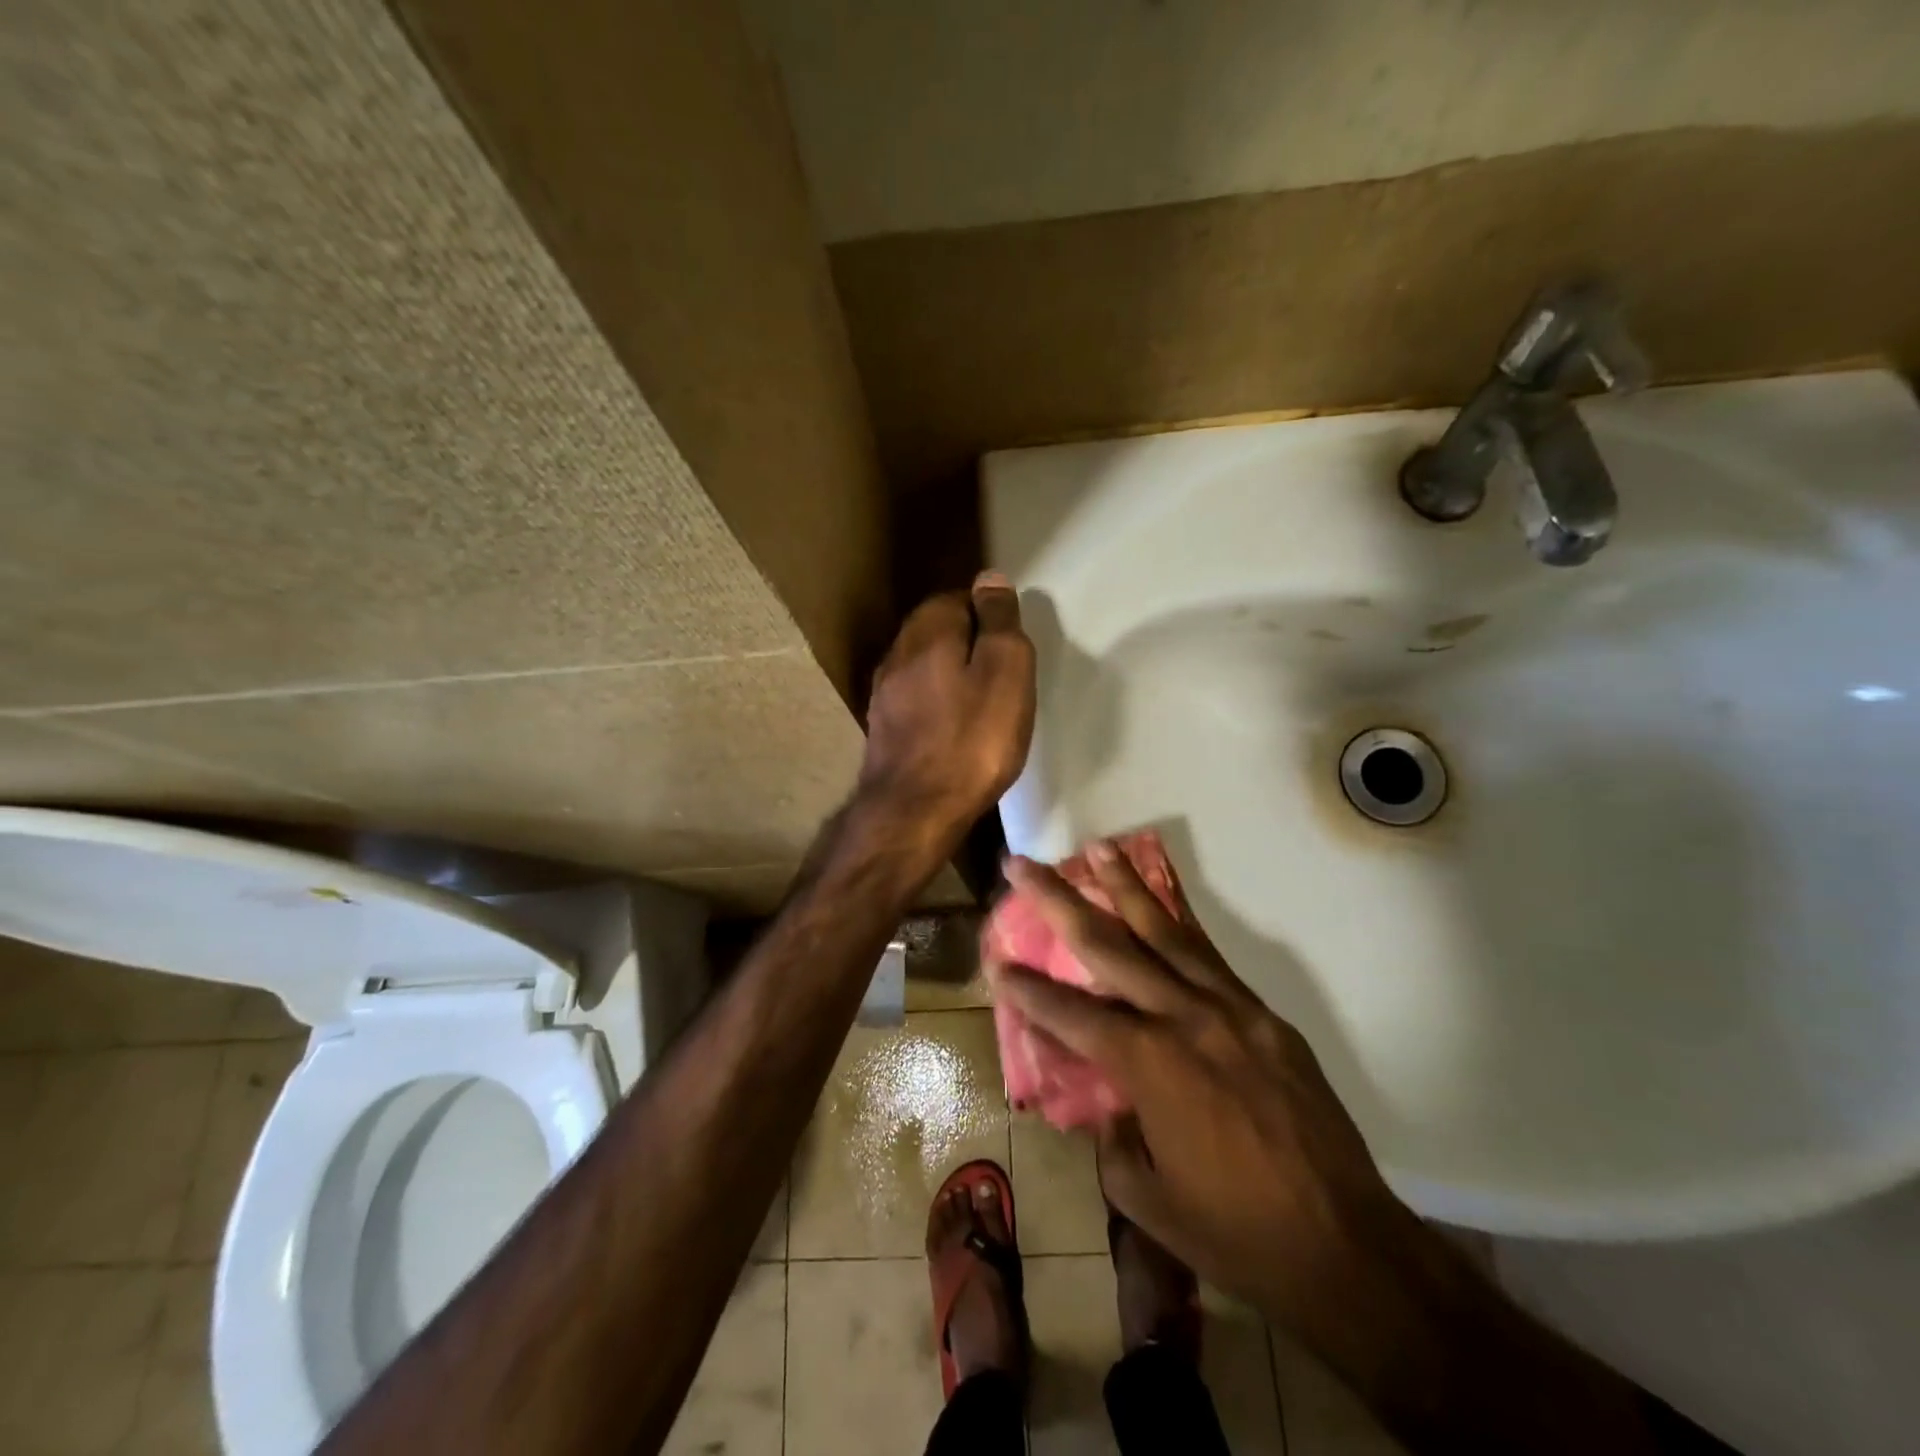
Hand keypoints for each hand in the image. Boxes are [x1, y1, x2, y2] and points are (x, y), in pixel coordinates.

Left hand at [857, 572, 1035, 859]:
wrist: (915, 810)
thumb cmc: (972, 739)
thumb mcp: (1005, 670)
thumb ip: (998, 620)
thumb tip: (990, 578)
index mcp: (927, 630)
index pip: (958, 597)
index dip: (989, 615)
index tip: (1012, 644)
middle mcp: (897, 652)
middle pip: (937, 629)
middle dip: (969, 640)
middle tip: (1003, 671)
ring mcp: (884, 692)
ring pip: (924, 665)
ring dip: (952, 672)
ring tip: (983, 699)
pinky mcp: (884, 727)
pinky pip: (917, 697)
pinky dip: (938, 701)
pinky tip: (954, 725)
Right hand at [986, 848, 1402, 1326]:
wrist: (1347, 1246)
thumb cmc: (1235, 1233)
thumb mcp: (1146, 1196)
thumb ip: (1111, 1136)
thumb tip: (1105, 1100)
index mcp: (1147, 1064)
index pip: (1068, 1012)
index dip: (1025, 987)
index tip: (995, 960)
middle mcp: (1182, 1018)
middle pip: (1107, 945)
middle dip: (1058, 900)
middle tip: (1023, 864)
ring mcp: (1228, 1009)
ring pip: (1165, 931)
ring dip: (1125, 886)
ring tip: (1098, 849)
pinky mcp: (1262, 1014)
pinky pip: (1210, 957)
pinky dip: (1180, 922)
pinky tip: (1162, 904)